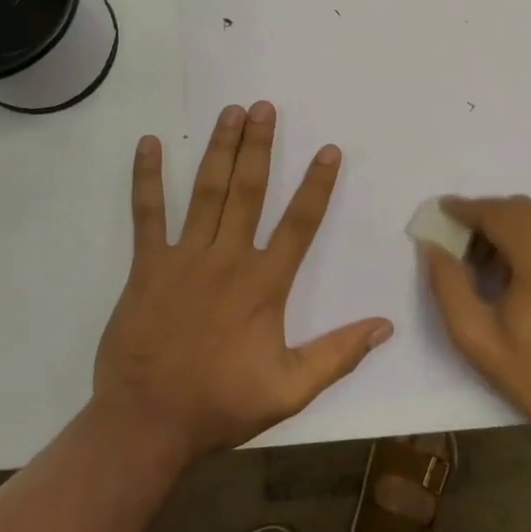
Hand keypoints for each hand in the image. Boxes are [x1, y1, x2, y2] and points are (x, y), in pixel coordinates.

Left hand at [93, 101, 392, 462]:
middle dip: (258, 146)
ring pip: (206, 191)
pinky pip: (147, 214)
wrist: (146, 424)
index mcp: (263, 284)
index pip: (299, 223)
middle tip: (264, 108)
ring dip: (219, 149)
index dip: (316, 185)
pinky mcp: (147, 265)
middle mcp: (227, 258)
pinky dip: (146, 178)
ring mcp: (183, 257)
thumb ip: (338, 355)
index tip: (328, 149)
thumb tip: (384, 326)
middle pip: (248, 191)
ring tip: (230, 112)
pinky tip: (149, 144)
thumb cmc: (220, 405)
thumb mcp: (290, 389)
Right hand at [423, 196, 530, 469]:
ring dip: (507, 224)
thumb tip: (432, 246)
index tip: (440, 211)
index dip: (466, 208)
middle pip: (519, 208)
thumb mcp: (475, 336)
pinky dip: (530, 235)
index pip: (498, 214)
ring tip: (482, 258)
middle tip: (456, 238)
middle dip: (484, 215)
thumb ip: (447, 284)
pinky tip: (514, 267)